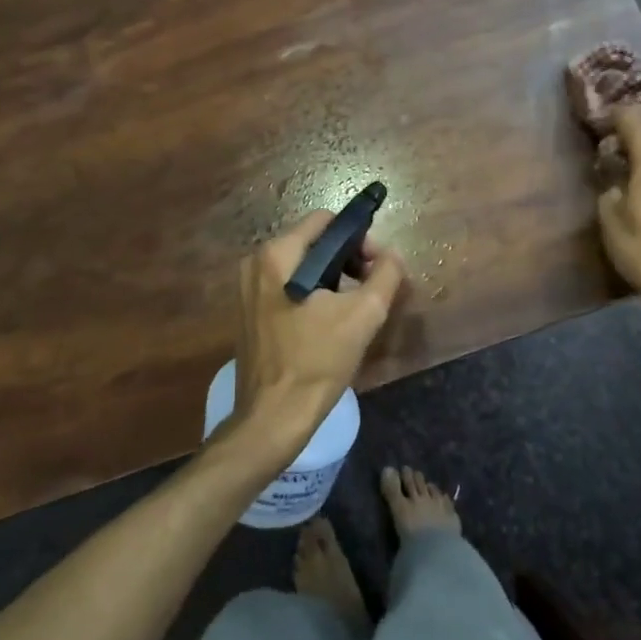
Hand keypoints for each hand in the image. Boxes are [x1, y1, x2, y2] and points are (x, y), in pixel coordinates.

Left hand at [231, 212, 406, 451]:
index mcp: (277, 255)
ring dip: (333, 278)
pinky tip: (329, 323)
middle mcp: (256, 263)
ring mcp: (248, 289)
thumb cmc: (317, 362)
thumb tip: (392, 255)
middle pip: (313, 242)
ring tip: (353, 309)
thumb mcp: (363, 315)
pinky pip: (288, 287)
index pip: (326, 221)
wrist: (272, 418)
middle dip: (348, 259)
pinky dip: (313, 294)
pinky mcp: (249, 312)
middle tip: (371, 289)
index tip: (377, 266)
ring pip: (302, 266)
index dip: (359, 237)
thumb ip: (385, 275)